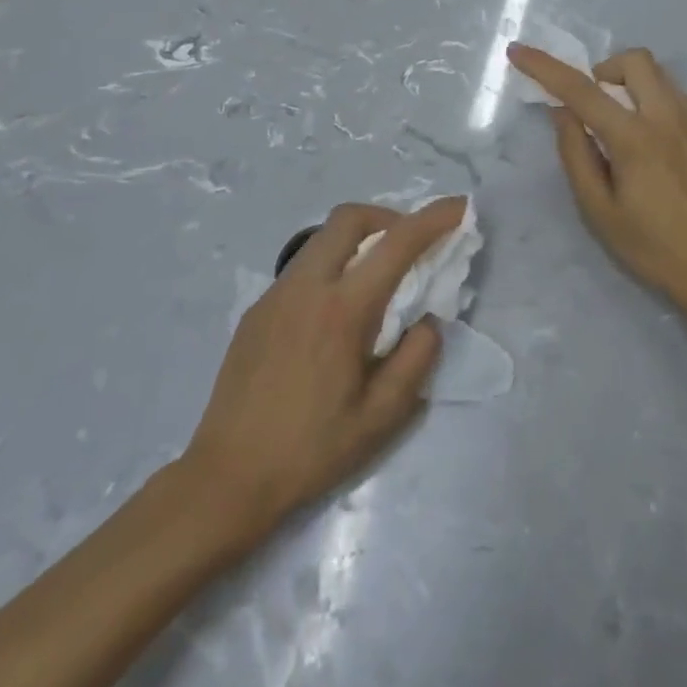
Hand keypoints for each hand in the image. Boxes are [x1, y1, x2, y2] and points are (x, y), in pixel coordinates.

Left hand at [177, 198, 462, 551]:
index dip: (434, 218)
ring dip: (358, 240)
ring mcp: (275, 296)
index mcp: (342, 310)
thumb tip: (427, 320)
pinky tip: (336, 314)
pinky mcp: (256, 311)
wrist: (227, 478)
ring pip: (322, 239)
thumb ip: (416, 358)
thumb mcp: (382, 416)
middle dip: (388, 216)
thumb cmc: (311, 450)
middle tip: (410, 245)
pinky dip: (332, 266)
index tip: (460, 207)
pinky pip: (302, 268)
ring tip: (376, 279)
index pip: (396, 243)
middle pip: (349, 218)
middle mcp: (306, 288)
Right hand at [509, 44, 686, 309]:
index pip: (581, 90)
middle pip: (632, 60)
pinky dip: (646, 93)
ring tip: (613, 121)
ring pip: (655, 71)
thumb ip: (576, 154)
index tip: (518, 50)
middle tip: (588, 106)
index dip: (545, 67)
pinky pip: (669, 90)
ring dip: (625, 80)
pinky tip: (639, 132)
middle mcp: (665, 116)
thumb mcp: (598, 209)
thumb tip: (562, 112)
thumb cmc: (650, 245)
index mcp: (634, 138)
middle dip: (601, 70)